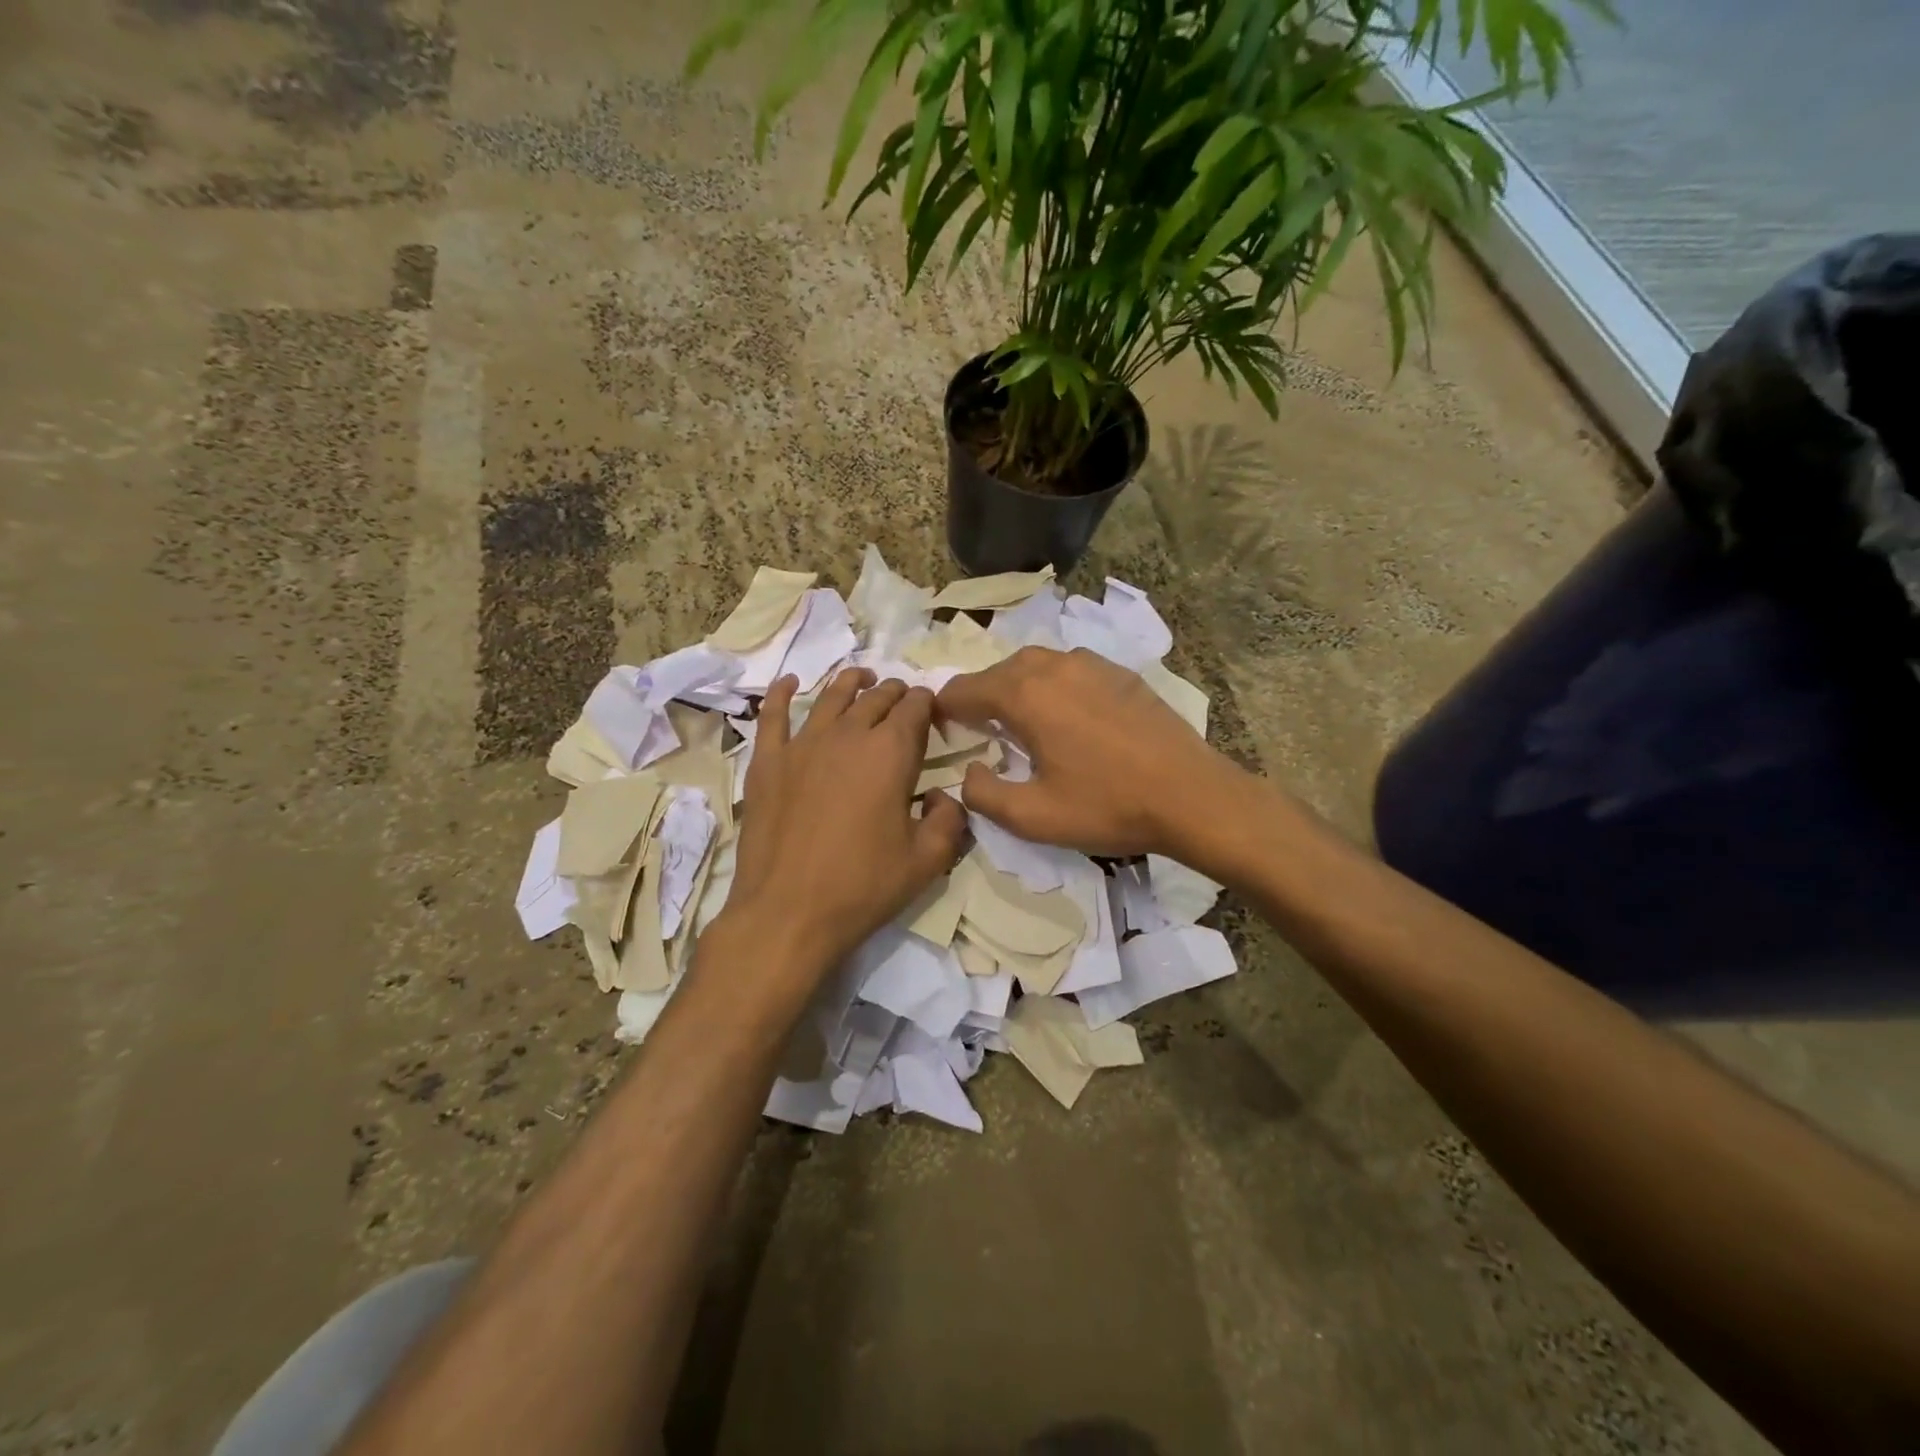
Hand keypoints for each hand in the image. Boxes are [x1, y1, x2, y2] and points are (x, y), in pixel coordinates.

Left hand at [716, 668, 967, 981]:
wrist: (787, 912)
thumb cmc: (863, 886)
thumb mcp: (927, 861)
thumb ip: (950, 820)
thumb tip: (944, 797)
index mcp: (890, 752)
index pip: (914, 708)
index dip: (926, 703)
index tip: (932, 710)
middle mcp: (848, 735)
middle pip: (875, 698)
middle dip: (894, 693)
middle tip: (902, 699)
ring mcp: (802, 744)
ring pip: (831, 697)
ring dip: (851, 683)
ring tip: (861, 678)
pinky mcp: (767, 762)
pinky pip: (773, 715)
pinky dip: (781, 693)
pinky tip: (789, 682)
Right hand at [937, 646, 1243, 857]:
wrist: (1191, 795)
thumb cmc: (1107, 806)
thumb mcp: (1033, 817)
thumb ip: (983, 794)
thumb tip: (968, 772)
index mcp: (1024, 695)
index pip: (963, 689)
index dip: (943, 710)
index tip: (940, 731)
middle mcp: (1053, 666)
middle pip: (997, 672)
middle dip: (979, 697)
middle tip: (978, 732)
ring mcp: (1091, 664)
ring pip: (1035, 665)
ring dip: (1016, 688)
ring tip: (1020, 722)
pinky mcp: (1120, 673)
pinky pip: (1069, 669)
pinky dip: (1052, 685)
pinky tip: (1066, 716)